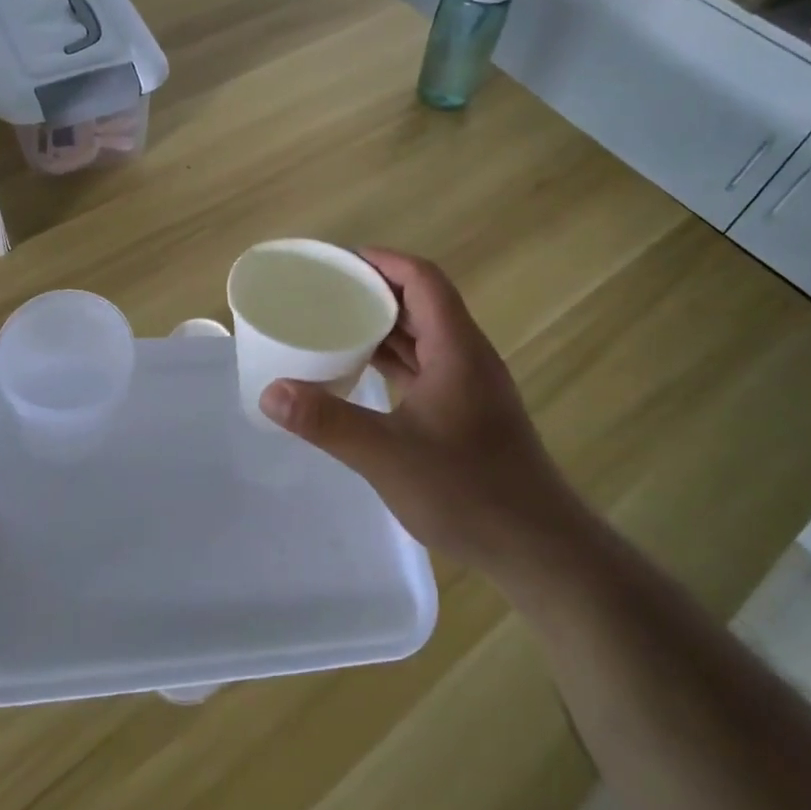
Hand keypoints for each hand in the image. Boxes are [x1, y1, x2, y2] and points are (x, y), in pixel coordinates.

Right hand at [261, 249, 574, 577]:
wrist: (538, 548)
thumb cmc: (468, 490)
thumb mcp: (388, 455)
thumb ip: (328, 421)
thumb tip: (272, 393)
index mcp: (457, 347)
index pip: (422, 279)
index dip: (383, 261)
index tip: (340, 262)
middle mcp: (467, 355)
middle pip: (423, 302)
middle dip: (377, 290)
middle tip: (327, 291)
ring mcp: (470, 385)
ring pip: (425, 335)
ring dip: (385, 325)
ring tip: (337, 323)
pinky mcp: (467, 411)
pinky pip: (426, 365)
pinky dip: (395, 358)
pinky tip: (364, 372)